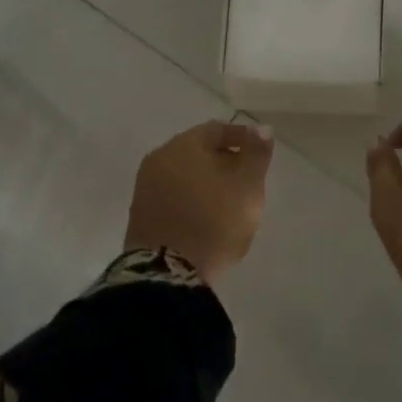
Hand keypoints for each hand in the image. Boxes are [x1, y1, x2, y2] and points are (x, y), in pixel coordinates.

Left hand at [125, 121, 274, 283]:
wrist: (167, 273)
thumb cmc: (214, 222)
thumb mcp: (248, 187)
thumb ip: (256, 155)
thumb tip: (261, 128)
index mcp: (183, 145)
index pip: (216, 129)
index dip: (242, 138)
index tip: (260, 153)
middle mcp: (159, 158)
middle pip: (197, 150)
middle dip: (224, 160)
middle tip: (247, 179)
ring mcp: (145, 186)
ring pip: (183, 173)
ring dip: (206, 180)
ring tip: (229, 201)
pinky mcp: (140, 213)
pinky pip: (171, 194)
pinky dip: (191, 197)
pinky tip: (205, 216)